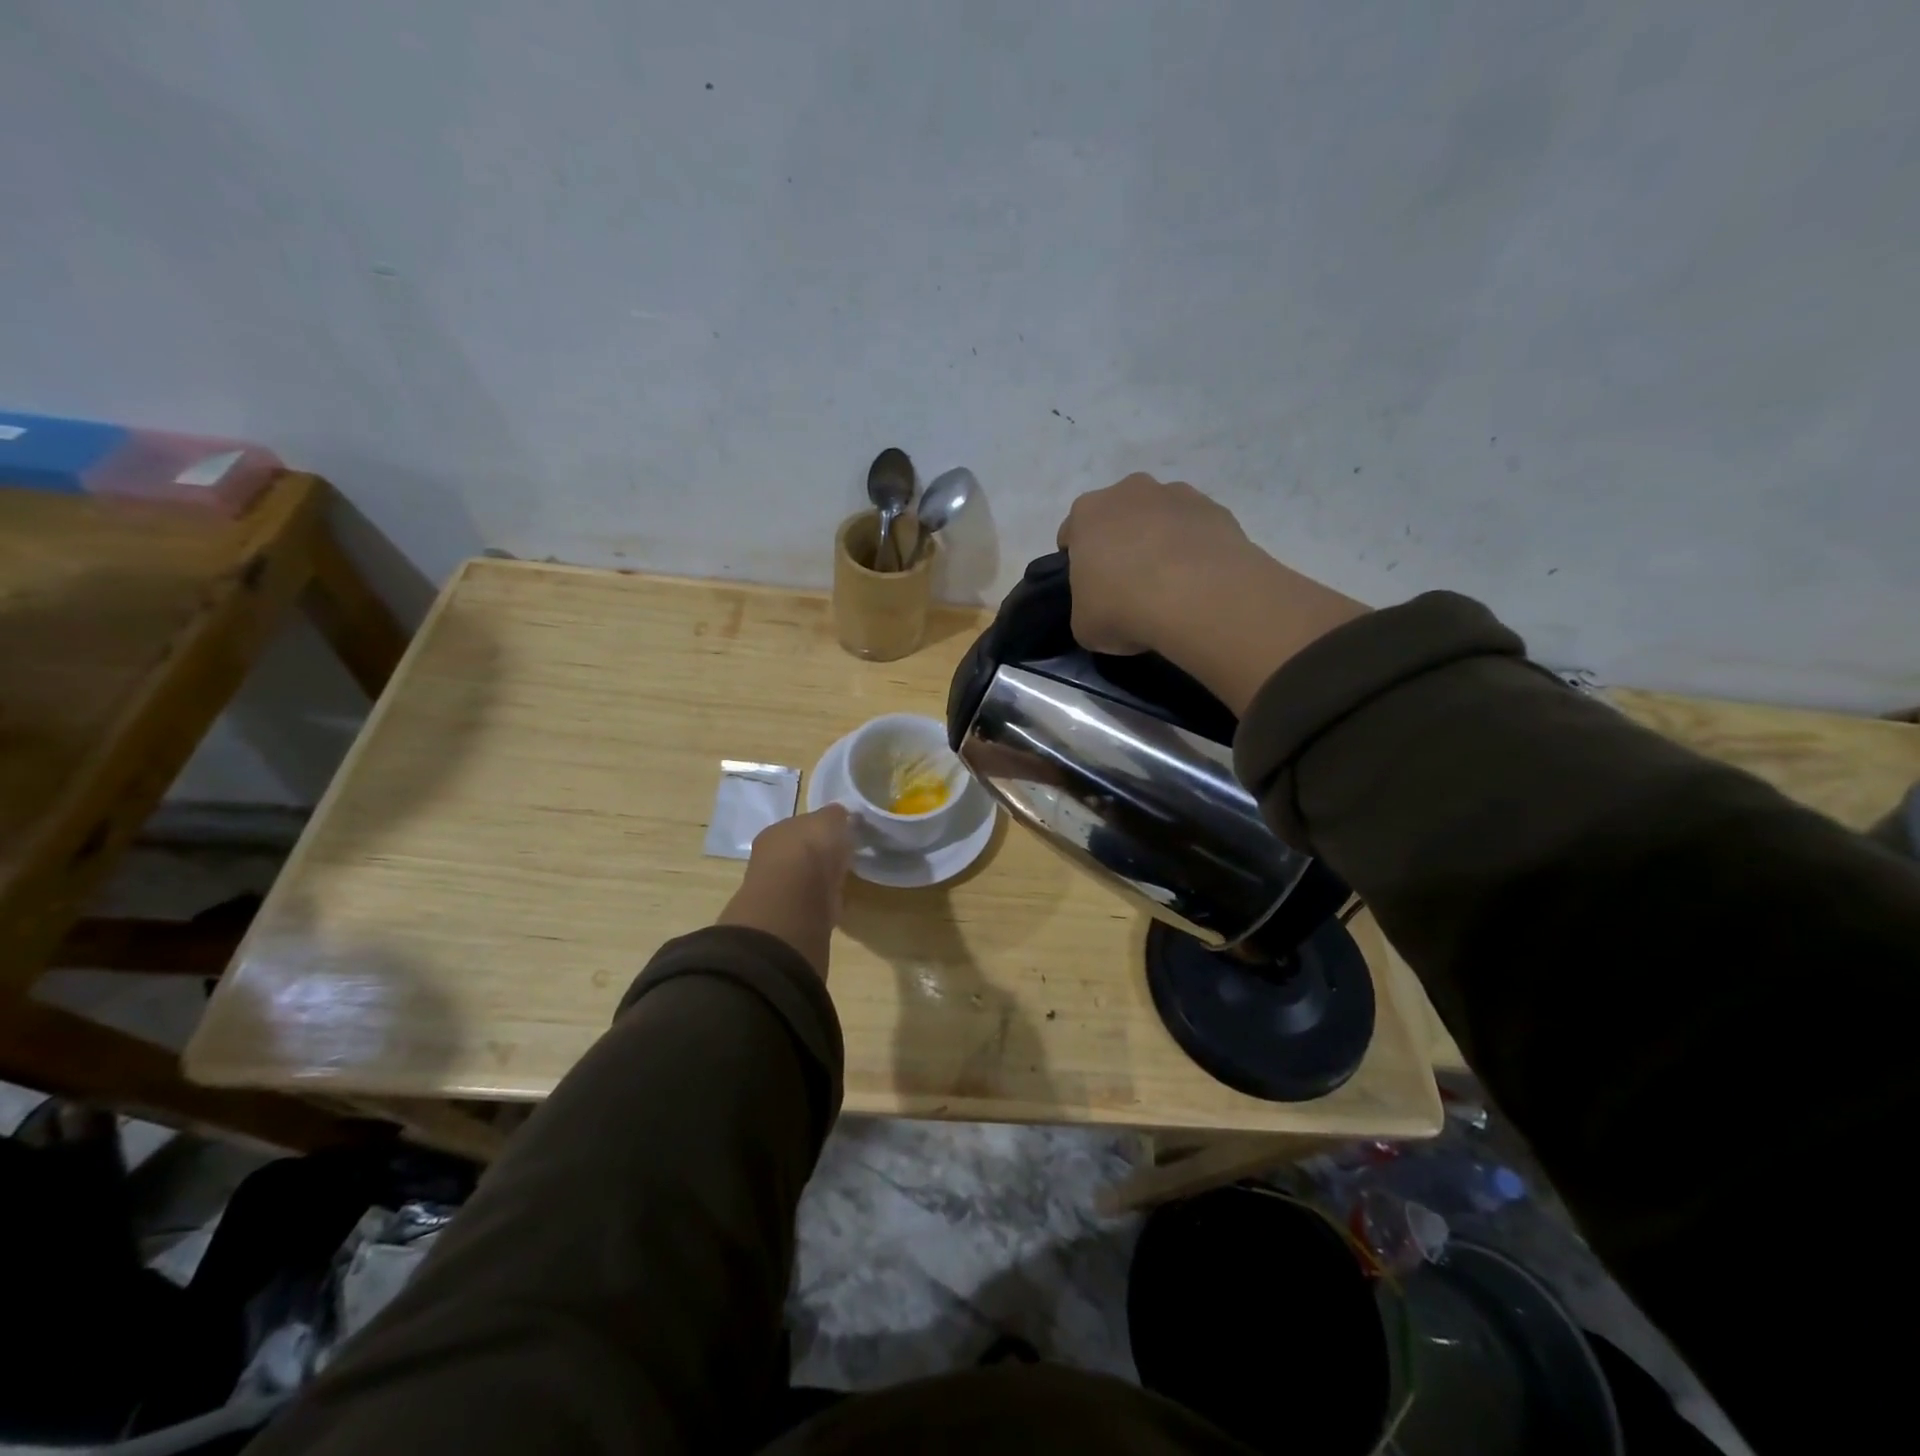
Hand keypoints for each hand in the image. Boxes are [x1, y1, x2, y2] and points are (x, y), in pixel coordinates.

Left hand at [716, 805, 854, 977]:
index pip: (800, 825)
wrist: (795, 902)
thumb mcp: (830, 820)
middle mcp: (771, 858)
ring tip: (841, 881)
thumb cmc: (810, 851)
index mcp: (776, 831)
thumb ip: (835, 815)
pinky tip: (836, 902)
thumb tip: (841, 816)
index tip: (840, 834)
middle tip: (842, 857)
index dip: (820, 829)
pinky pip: (812, 902)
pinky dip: (823, 902)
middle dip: (817, 855)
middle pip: (799, 852)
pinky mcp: (790, 916)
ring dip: (819, 880)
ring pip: (804, 879)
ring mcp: (779, 890)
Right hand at [1057, 474, 1261, 654]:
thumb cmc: (1124, 607)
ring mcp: (1177, 495)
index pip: (1072, 533)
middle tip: (1129, 586)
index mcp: (1087, 514)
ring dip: (1160, 542)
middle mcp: (1129, 491)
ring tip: (1170, 586)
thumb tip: (1101, 608)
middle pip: (1118, 517)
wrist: (1199, 598)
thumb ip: (1085, 607)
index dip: (1078, 562)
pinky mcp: (1216, 509)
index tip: (1090, 589)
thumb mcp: (1084, 625)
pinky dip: (1194, 550)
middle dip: (1121, 544)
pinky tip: (1199, 583)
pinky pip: (1196, 530)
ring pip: (1160, 518)